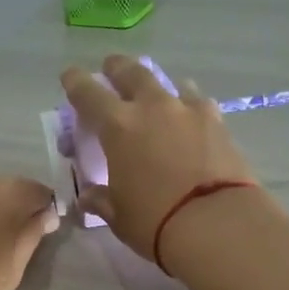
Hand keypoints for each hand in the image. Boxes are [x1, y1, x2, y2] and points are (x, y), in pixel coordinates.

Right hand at [60, 56, 255, 261]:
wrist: (217, 223)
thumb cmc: (156, 221)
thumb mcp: (119, 215)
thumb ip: (102, 200)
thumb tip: (88, 196)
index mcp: (118, 127)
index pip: (88, 94)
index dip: (76, 82)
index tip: (70, 75)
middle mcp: (152, 108)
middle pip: (131, 73)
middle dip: (117, 68)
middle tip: (111, 66)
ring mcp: (188, 111)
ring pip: (169, 84)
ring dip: (157, 85)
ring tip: (156, 93)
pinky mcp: (218, 123)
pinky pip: (198, 103)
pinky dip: (189, 104)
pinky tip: (191, 116)